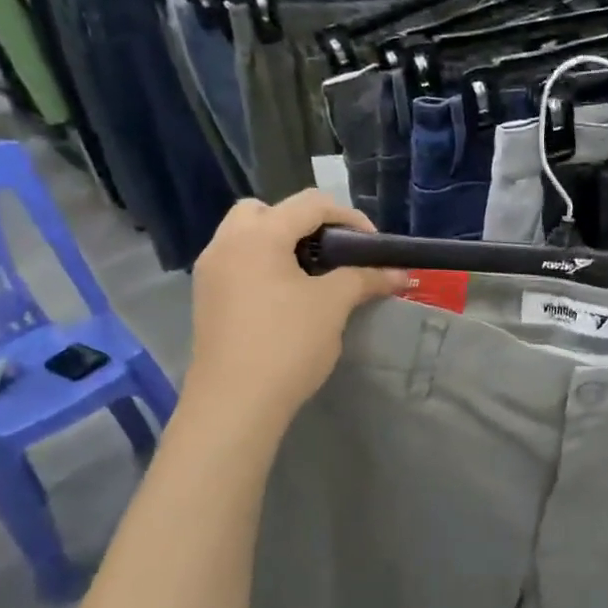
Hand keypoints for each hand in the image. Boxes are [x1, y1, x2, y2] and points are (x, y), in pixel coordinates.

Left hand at [181, 193, 404, 428]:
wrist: (235, 403)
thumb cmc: (287, 344)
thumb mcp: (333, 304)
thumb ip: (365, 278)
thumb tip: (399, 273)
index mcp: (258, 235)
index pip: (310, 204)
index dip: (349, 218)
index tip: (373, 247)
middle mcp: (227, 243)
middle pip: (267, 210)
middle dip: (304, 224)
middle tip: (331, 252)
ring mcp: (211, 272)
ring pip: (248, 236)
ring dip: (282, 244)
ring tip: (312, 274)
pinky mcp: (208, 298)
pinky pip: (239, 263)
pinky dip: (265, 265)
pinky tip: (287, 297)